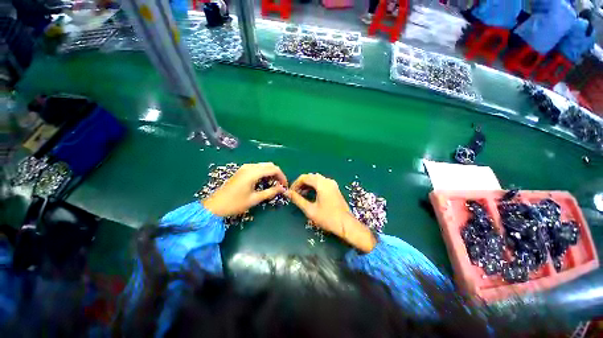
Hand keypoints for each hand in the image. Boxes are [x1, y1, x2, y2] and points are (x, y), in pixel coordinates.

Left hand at [203, 163, 286, 216]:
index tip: (285, 186)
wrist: (214, 206)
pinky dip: (264, 173)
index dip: (282, 176)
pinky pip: (257, 168)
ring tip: (273, 184)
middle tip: (280, 185)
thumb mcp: (255, 199)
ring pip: (263, 166)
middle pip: (269, 165)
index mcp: (253, 173)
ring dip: (271, 173)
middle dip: (277, 174)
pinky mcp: (242, 171)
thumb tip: (282, 188)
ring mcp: (245, 168)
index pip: (274, 169)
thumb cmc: (235, 203)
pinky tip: (264, 182)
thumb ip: (270, 192)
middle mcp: (250, 167)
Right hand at [286, 174, 375, 252]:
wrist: (346, 225)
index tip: (290, 192)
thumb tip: (287, 192)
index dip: (295, 183)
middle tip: (295, 194)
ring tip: (301, 195)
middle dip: (301, 184)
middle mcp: (327, 181)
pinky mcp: (334, 188)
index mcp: (321, 184)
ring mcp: (332, 184)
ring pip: (316, 179)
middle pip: (310, 177)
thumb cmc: (328, 218)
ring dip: (307, 185)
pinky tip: (311, 195)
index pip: (304, 177)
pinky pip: (322, 183)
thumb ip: (297, 199)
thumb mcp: (310, 209)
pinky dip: (314, 186)